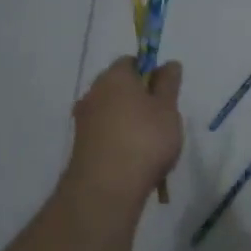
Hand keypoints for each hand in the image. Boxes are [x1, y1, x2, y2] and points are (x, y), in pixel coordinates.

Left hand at [64, 57, 183, 208]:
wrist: (107, 188)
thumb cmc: (144, 139)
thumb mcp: (167, 108)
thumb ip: (169, 83)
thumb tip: (168, 63)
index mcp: (114, 77)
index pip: (131, 62)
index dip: (150, 72)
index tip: (165, 93)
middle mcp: (93, 93)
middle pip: (119, 87)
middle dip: (139, 99)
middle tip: (162, 119)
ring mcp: (83, 120)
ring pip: (111, 112)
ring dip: (129, 121)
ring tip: (150, 145)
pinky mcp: (81, 145)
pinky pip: (104, 134)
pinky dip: (118, 140)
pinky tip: (133, 159)